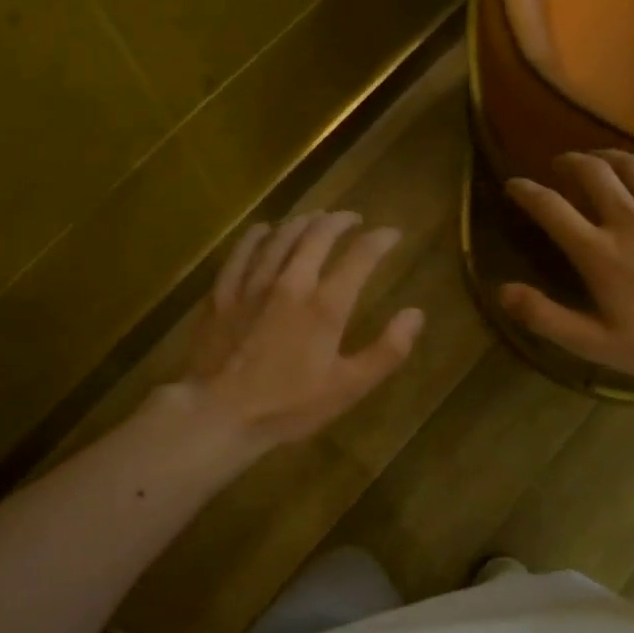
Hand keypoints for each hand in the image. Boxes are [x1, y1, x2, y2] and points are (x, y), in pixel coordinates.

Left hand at [178, 211, 424, 446]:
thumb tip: (416, 313)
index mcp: (325, 305)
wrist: (217, 414)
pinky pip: (242, 251)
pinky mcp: (223, 293)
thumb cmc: (288, 406)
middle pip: (317, 235)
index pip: (360, 257)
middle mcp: (291, 283)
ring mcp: (252, 284)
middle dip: (340, 221)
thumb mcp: (348, 388)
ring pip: (280, 237)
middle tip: (353, 218)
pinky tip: (265, 230)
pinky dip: (258, 235)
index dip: (380, 240)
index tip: (393, 233)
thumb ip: (387, 351)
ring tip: (315, 218)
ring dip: (303, 222)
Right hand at [500, 151, 633, 384]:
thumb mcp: (594, 343)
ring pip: (631, 164)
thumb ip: (545, 316)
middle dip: (569, 162)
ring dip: (607, 156)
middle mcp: (629, 218)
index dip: (526, 191)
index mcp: (598, 252)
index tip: (514, 185)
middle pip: (591, 171)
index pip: (550, 207)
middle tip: (560, 166)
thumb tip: (502, 291)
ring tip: (598, 160)